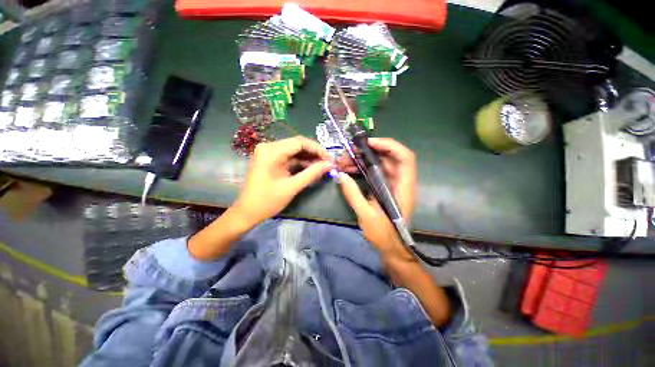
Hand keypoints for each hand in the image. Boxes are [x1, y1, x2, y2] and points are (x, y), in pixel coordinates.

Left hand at [233, 136, 332, 226]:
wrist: (247, 212)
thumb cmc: (267, 201)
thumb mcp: (292, 187)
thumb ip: (312, 174)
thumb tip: (329, 165)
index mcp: (271, 151)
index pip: (299, 142)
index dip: (317, 149)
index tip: (329, 159)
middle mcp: (269, 147)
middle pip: (297, 144)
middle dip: (314, 153)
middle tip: (328, 163)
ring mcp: (269, 152)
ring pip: (294, 150)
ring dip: (309, 158)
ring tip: (322, 166)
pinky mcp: (271, 159)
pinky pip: (289, 157)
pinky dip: (301, 162)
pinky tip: (311, 168)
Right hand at [338, 138, 416, 259]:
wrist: (392, 247)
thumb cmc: (383, 234)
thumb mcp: (366, 216)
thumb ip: (353, 195)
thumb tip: (340, 175)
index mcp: (403, 187)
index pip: (405, 158)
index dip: (389, 146)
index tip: (368, 144)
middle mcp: (400, 182)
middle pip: (389, 157)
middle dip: (369, 151)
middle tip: (349, 152)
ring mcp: (392, 184)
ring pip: (380, 163)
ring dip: (362, 159)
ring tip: (344, 161)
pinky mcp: (384, 187)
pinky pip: (374, 172)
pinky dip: (362, 168)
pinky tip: (349, 169)